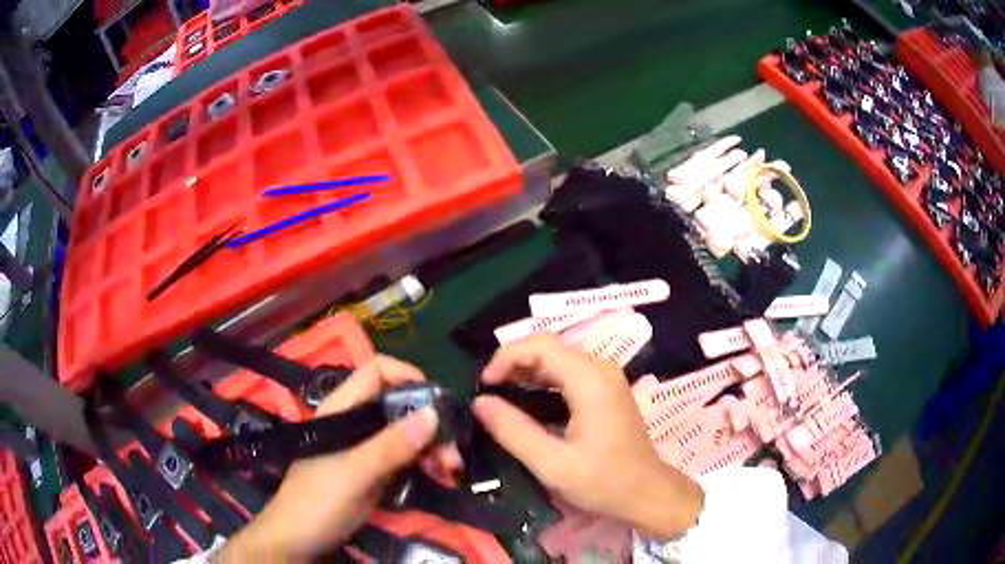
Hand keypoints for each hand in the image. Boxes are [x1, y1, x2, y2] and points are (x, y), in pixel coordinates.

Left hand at [218, 355, 459, 561]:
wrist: (299, 540)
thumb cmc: (316, 500)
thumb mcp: (353, 473)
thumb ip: (390, 446)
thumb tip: (433, 413)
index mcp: (343, 409)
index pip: (377, 372)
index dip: (407, 375)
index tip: (437, 400)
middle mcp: (357, 423)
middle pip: (399, 405)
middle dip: (430, 422)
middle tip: (452, 451)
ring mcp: (367, 450)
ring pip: (407, 434)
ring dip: (433, 447)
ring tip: (451, 470)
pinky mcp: (376, 473)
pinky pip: (407, 460)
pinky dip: (426, 465)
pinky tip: (441, 478)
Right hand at [472, 336, 703, 538]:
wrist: (646, 493)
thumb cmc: (604, 481)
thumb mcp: (553, 464)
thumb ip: (514, 432)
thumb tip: (479, 402)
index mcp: (590, 380)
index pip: (541, 344)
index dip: (506, 356)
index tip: (483, 385)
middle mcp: (600, 369)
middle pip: (548, 348)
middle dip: (513, 364)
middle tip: (488, 394)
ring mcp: (606, 378)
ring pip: (557, 360)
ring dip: (525, 373)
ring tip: (500, 399)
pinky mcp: (606, 389)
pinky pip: (567, 373)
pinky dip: (542, 382)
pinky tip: (527, 404)